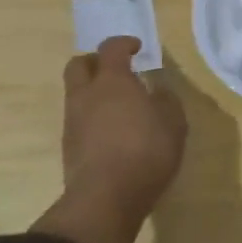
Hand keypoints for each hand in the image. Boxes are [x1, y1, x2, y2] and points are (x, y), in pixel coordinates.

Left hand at [33, 37, 187, 242]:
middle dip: (95, 62)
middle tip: (115, 71)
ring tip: (116, 107)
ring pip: (76, 93)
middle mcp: (86, 94)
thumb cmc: (145, 152)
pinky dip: (91, 118)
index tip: (137, 48)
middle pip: (79, 64)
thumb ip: (166, 100)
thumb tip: (157, 90)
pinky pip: (77, 120)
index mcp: (112, 80)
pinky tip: (109, 133)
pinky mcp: (68, 146)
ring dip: (92, 93)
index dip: (124, 44)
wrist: (105, 198)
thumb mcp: (173, 123)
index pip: (111, 48)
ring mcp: (73, 120)